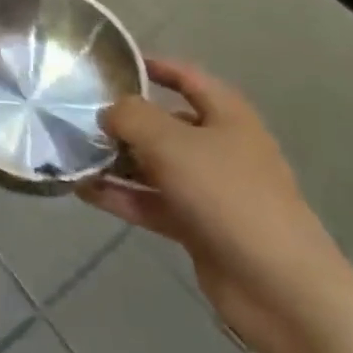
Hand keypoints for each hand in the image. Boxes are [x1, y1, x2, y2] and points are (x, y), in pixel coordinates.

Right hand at [81, 58, 352, 352]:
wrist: (280, 288)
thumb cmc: (228, 195)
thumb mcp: (171, 143)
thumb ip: (131, 117)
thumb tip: (108, 111)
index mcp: (227, 116)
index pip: (186, 78)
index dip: (152, 66)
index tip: (112, 64)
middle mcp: (220, 147)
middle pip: (166, 123)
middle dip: (125, 120)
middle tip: (78, 115)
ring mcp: (210, 190)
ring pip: (155, 165)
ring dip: (118, 161)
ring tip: (72, 153)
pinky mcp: (199, 227)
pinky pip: (153, 202)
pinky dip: (122, 196)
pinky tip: (84, 191)